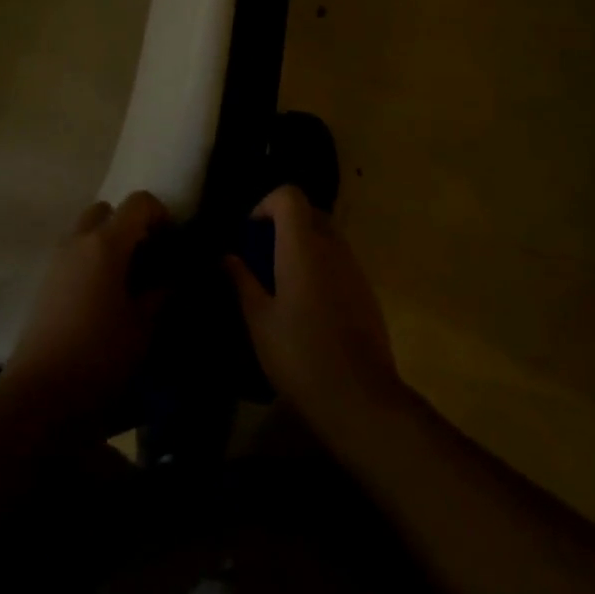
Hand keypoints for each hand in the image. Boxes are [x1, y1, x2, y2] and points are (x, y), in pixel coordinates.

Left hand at [0, 191, 171, 432]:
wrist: (39, 397)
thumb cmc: (99, 356)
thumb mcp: (144, 326)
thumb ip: (163, 292)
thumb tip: (175, 275)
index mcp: (106, 243)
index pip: (139, 202)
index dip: (161, 215)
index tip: (173, 244)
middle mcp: (78, 241)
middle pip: (107, 210)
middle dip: (130, 226)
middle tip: (148, 259)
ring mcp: (56, 261)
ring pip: (87, 232)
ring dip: (108, 244)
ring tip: (127, 283)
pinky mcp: (44, 284)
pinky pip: (73, 255)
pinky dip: (91, 262)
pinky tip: (103, 300)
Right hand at [226, 186, 410, 441]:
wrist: (360, 399)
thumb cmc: (300, 356)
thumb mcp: (259, 321)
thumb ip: (242, 281)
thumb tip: (228, 257)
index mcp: (303, 246)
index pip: (290, 195)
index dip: (267, 204)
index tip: (250, 235)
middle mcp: (332, 247)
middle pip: (309, 212)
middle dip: (283, 225)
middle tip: (262, 258)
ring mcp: (353, 268)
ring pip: (325, 236)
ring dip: (302, 246)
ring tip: (282, 284)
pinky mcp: (366, 291)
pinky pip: (338, 261)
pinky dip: (320, 267)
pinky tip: (307, 307)